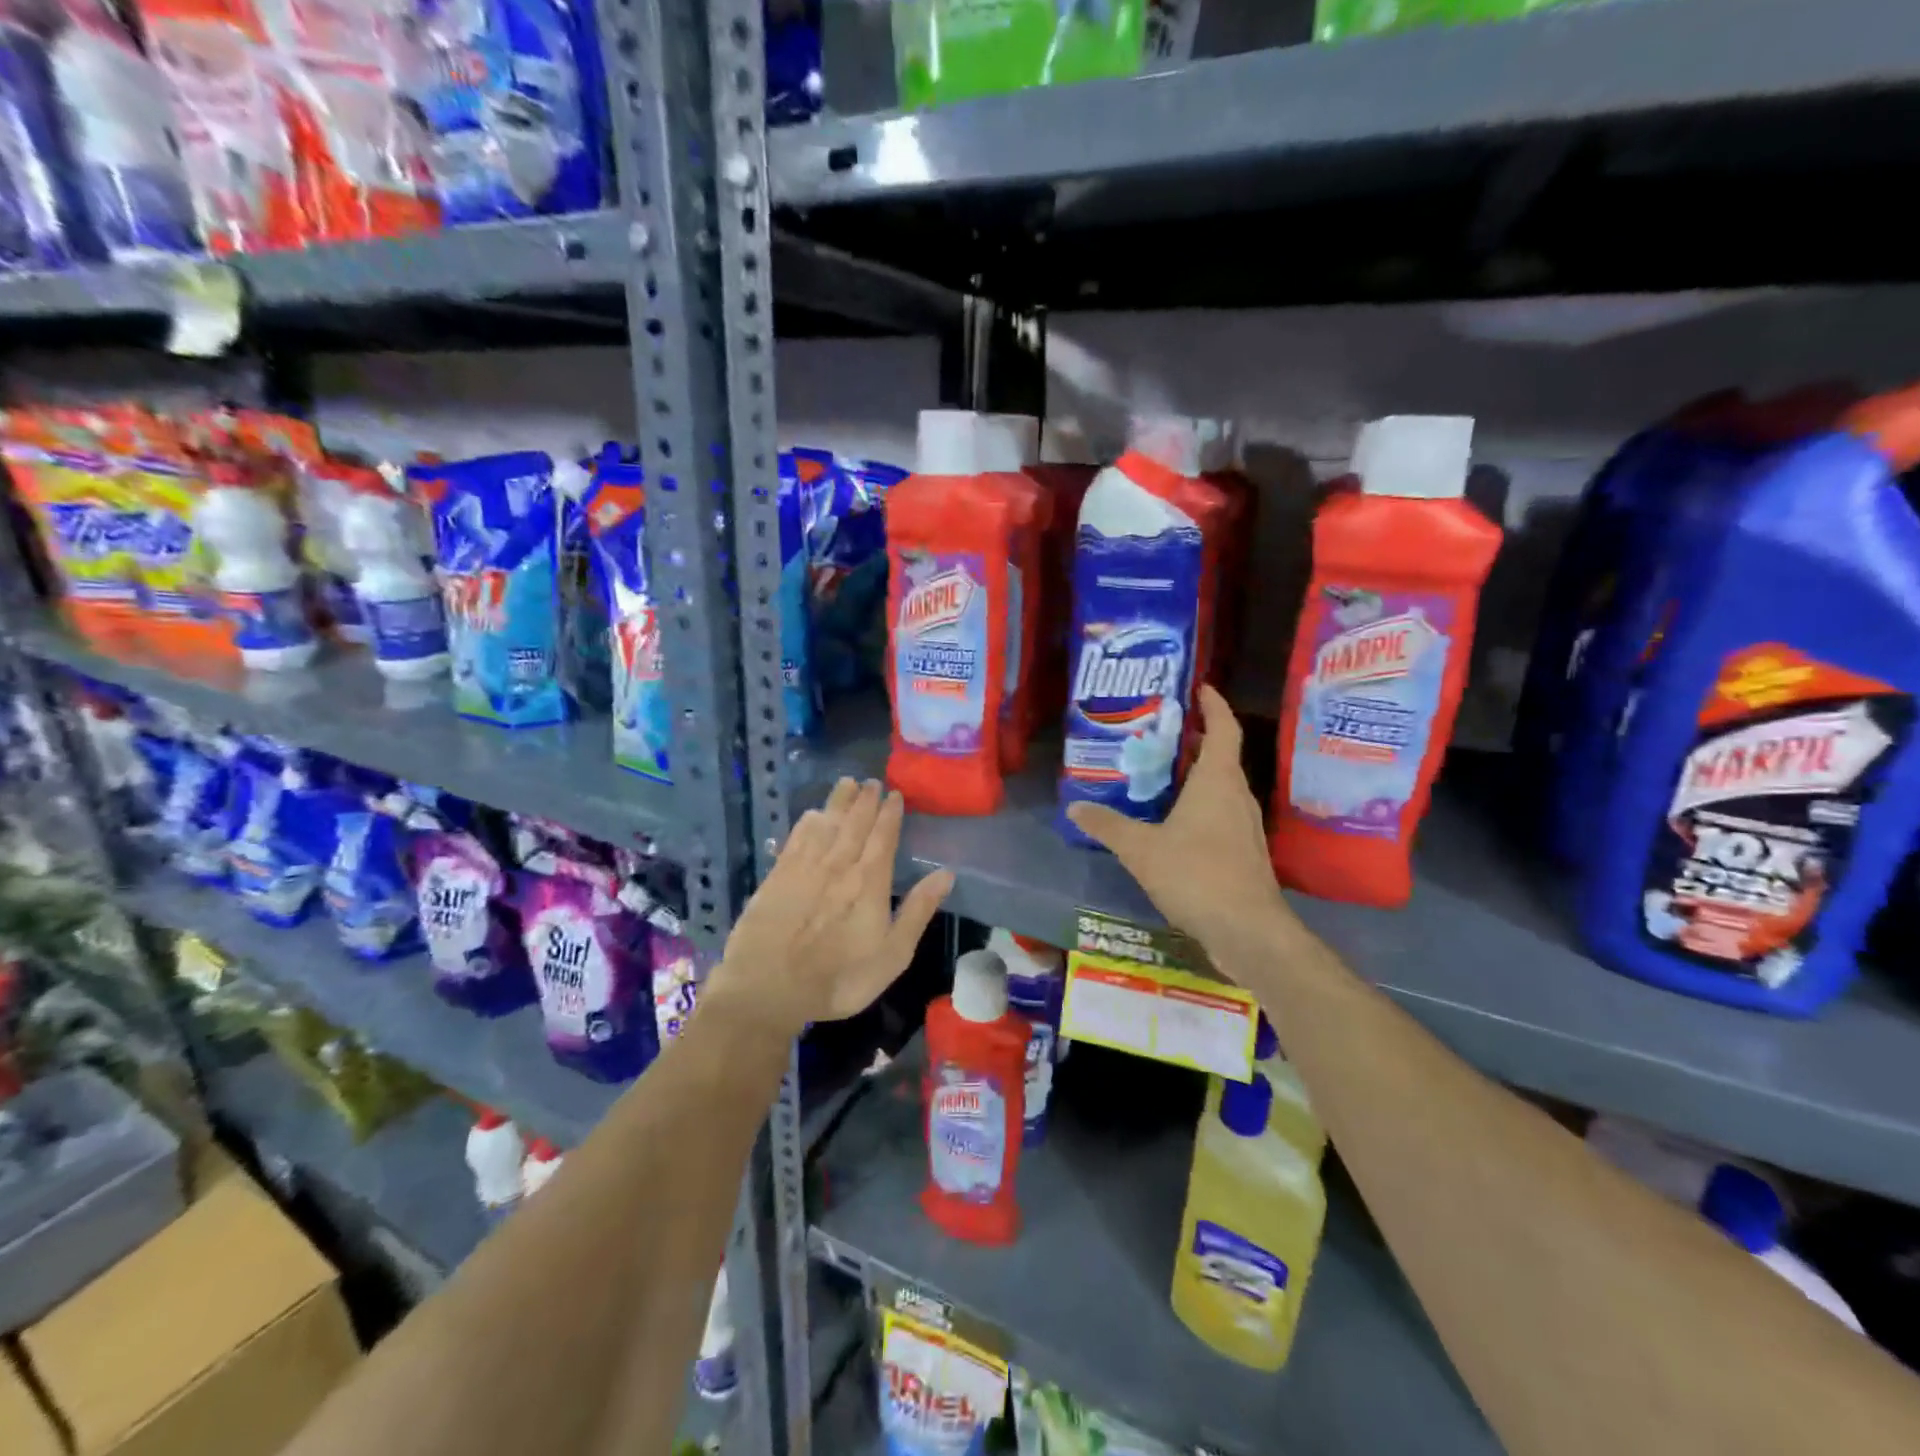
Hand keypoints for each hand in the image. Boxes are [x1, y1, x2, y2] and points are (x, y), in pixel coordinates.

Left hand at [710, 778, 953, 1040]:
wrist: (768, 988)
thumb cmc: (839, 978)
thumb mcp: (892, 954)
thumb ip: (918, 910)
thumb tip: (946, 873)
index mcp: (869, 881)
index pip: (883, 837)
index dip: (890, 814)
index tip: (895, 794)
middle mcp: (838, 865)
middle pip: (854, 823)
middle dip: (865, 800)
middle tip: (871, 781)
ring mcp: (804, 867)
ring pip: (825, 824)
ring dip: (838, 802)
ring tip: (847, 783)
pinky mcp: (777, 876)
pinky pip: (796, 838)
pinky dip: (807, 822)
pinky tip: (811, 814)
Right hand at [1067, 685, 1288, 963]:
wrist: (1248, 931)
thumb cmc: (1198, 875)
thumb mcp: (1142, 849)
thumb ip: (1107, 825)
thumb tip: (1074, 808)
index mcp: (1217, 781)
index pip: (1223, 728)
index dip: (1213, 704)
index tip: (1198, 687)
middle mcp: (1236, 795)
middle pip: (1220, 755)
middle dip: (1193, 739)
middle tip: (1156, 732)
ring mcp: (1244, 826)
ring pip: (1220, 787)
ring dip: (1195, 775)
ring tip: (1157, 773)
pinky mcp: (1243, 852)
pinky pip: (1220, 813)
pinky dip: (1198, 805)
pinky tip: (1171, 822)